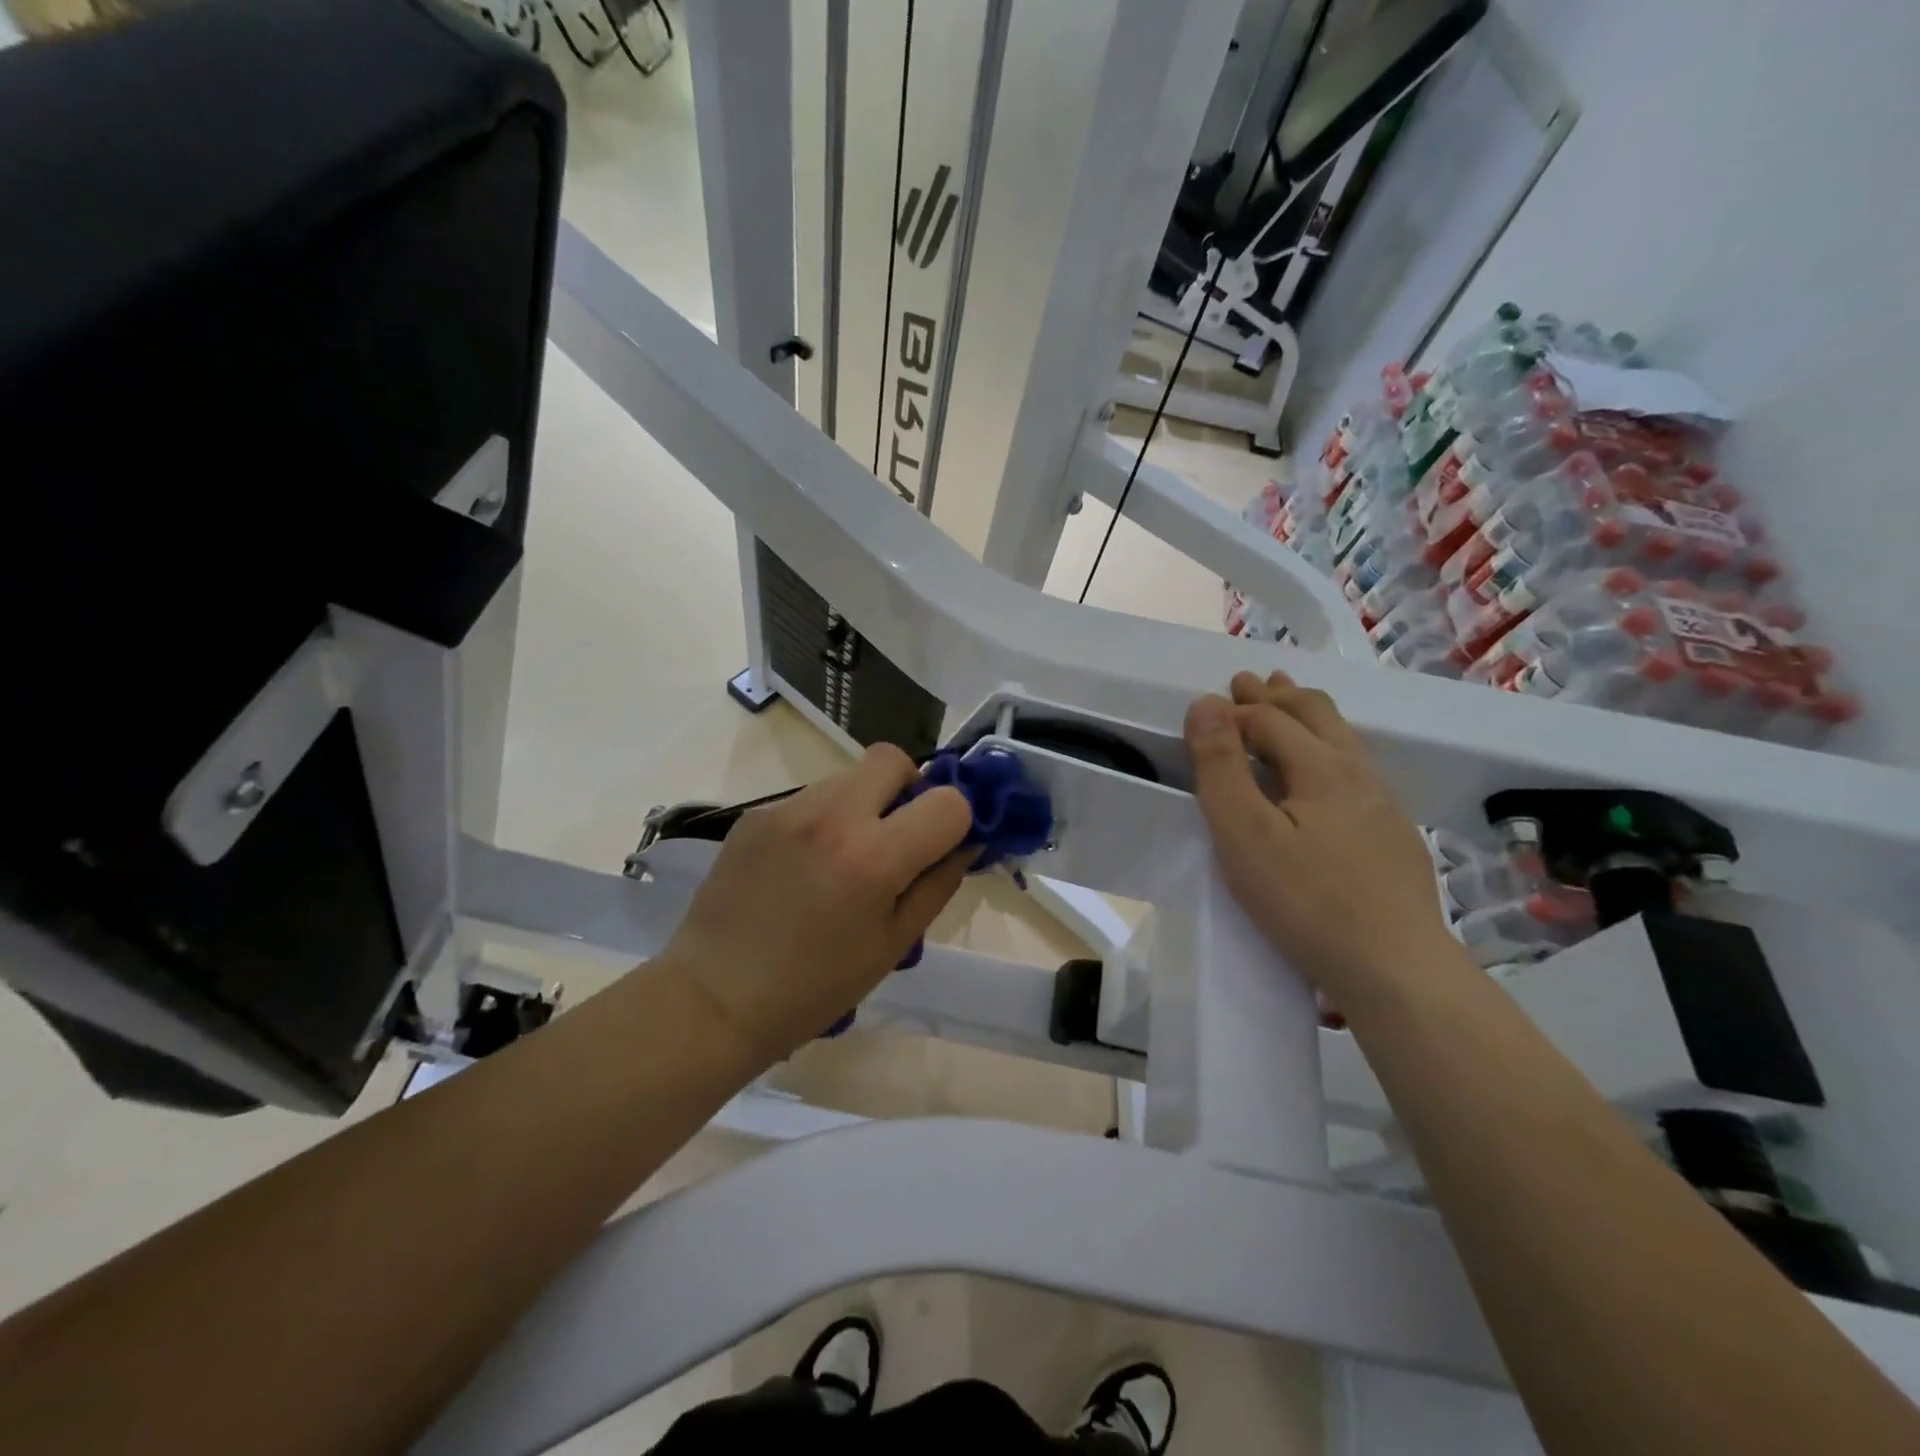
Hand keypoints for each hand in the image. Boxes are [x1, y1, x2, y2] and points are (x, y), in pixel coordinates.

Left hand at [662, 744, 974, 1062]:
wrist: (715, 997)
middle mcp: (833, 816)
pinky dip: (824, 819)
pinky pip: (810, 797)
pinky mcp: (755, 813)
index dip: (956, 823)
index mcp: (874, 857)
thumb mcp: (893, 945)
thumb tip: (967, 842)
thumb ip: (938, 884)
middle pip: (893, 758)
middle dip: (908, 788)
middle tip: (896, 835)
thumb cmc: (815, 987)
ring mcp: (787, 809)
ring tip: (844, 858)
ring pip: (849, 776)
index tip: (940, 847)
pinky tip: (804, 866)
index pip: (947, 801)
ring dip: (864, 803)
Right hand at [1184, 670, 1454, 1000]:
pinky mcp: (1393, 835)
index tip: (1203, 714)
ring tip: (1287, 702)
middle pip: (1316, 714)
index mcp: (1321, 766)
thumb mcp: (1244, 834)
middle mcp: (1358, 772)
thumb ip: (1221, 767)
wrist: (1395, 969)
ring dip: (1307, 715)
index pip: (1270, 719)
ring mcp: (1383, 804)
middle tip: (1247, 682)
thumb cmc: (1305, 900)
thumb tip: (1205, 703)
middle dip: (1277, 695)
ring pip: (1343, 739)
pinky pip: (1355, 768)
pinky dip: (1327, 747)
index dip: (1233, 711)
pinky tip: (1325, 771)